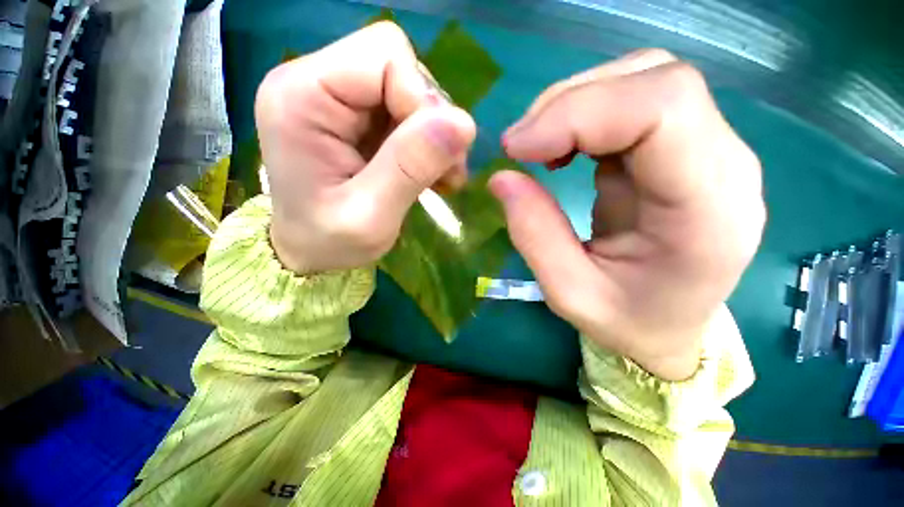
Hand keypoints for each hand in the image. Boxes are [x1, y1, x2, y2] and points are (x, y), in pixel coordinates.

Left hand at [255, 22, 475, 273]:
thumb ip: (411, 167)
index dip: (422, 102)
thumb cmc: (329, 241)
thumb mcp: (371, 217)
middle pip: (399, 65)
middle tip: (441, 171)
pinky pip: (405, 109)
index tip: (432, 157)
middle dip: (431, 120)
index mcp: (302, 96)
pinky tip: (427, 171)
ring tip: (437, 177)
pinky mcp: (353, 115)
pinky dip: (425, 140)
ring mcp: (334, 96)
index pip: (385, 56)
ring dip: (432, 134)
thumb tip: (463, 123)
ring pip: (409, 87)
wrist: (309, 251)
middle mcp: (314, 81)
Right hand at [489, 50, 764, 380]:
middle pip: (655, 81)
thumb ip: (534, 234)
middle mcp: (725, 164)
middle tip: (519, 146)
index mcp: (709, 211)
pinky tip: (561, 146)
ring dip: (575, 103)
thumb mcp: (569, 293)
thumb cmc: (628, 321)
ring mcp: (710, 148)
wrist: (671, 325)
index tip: (517, 148)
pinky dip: (585, 112)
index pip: (662, 111)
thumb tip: (501, 177)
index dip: (578, 113)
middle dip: (569, 104)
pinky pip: (635, 99)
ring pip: (645, 78)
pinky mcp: (684, 146)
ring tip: (538, 147)